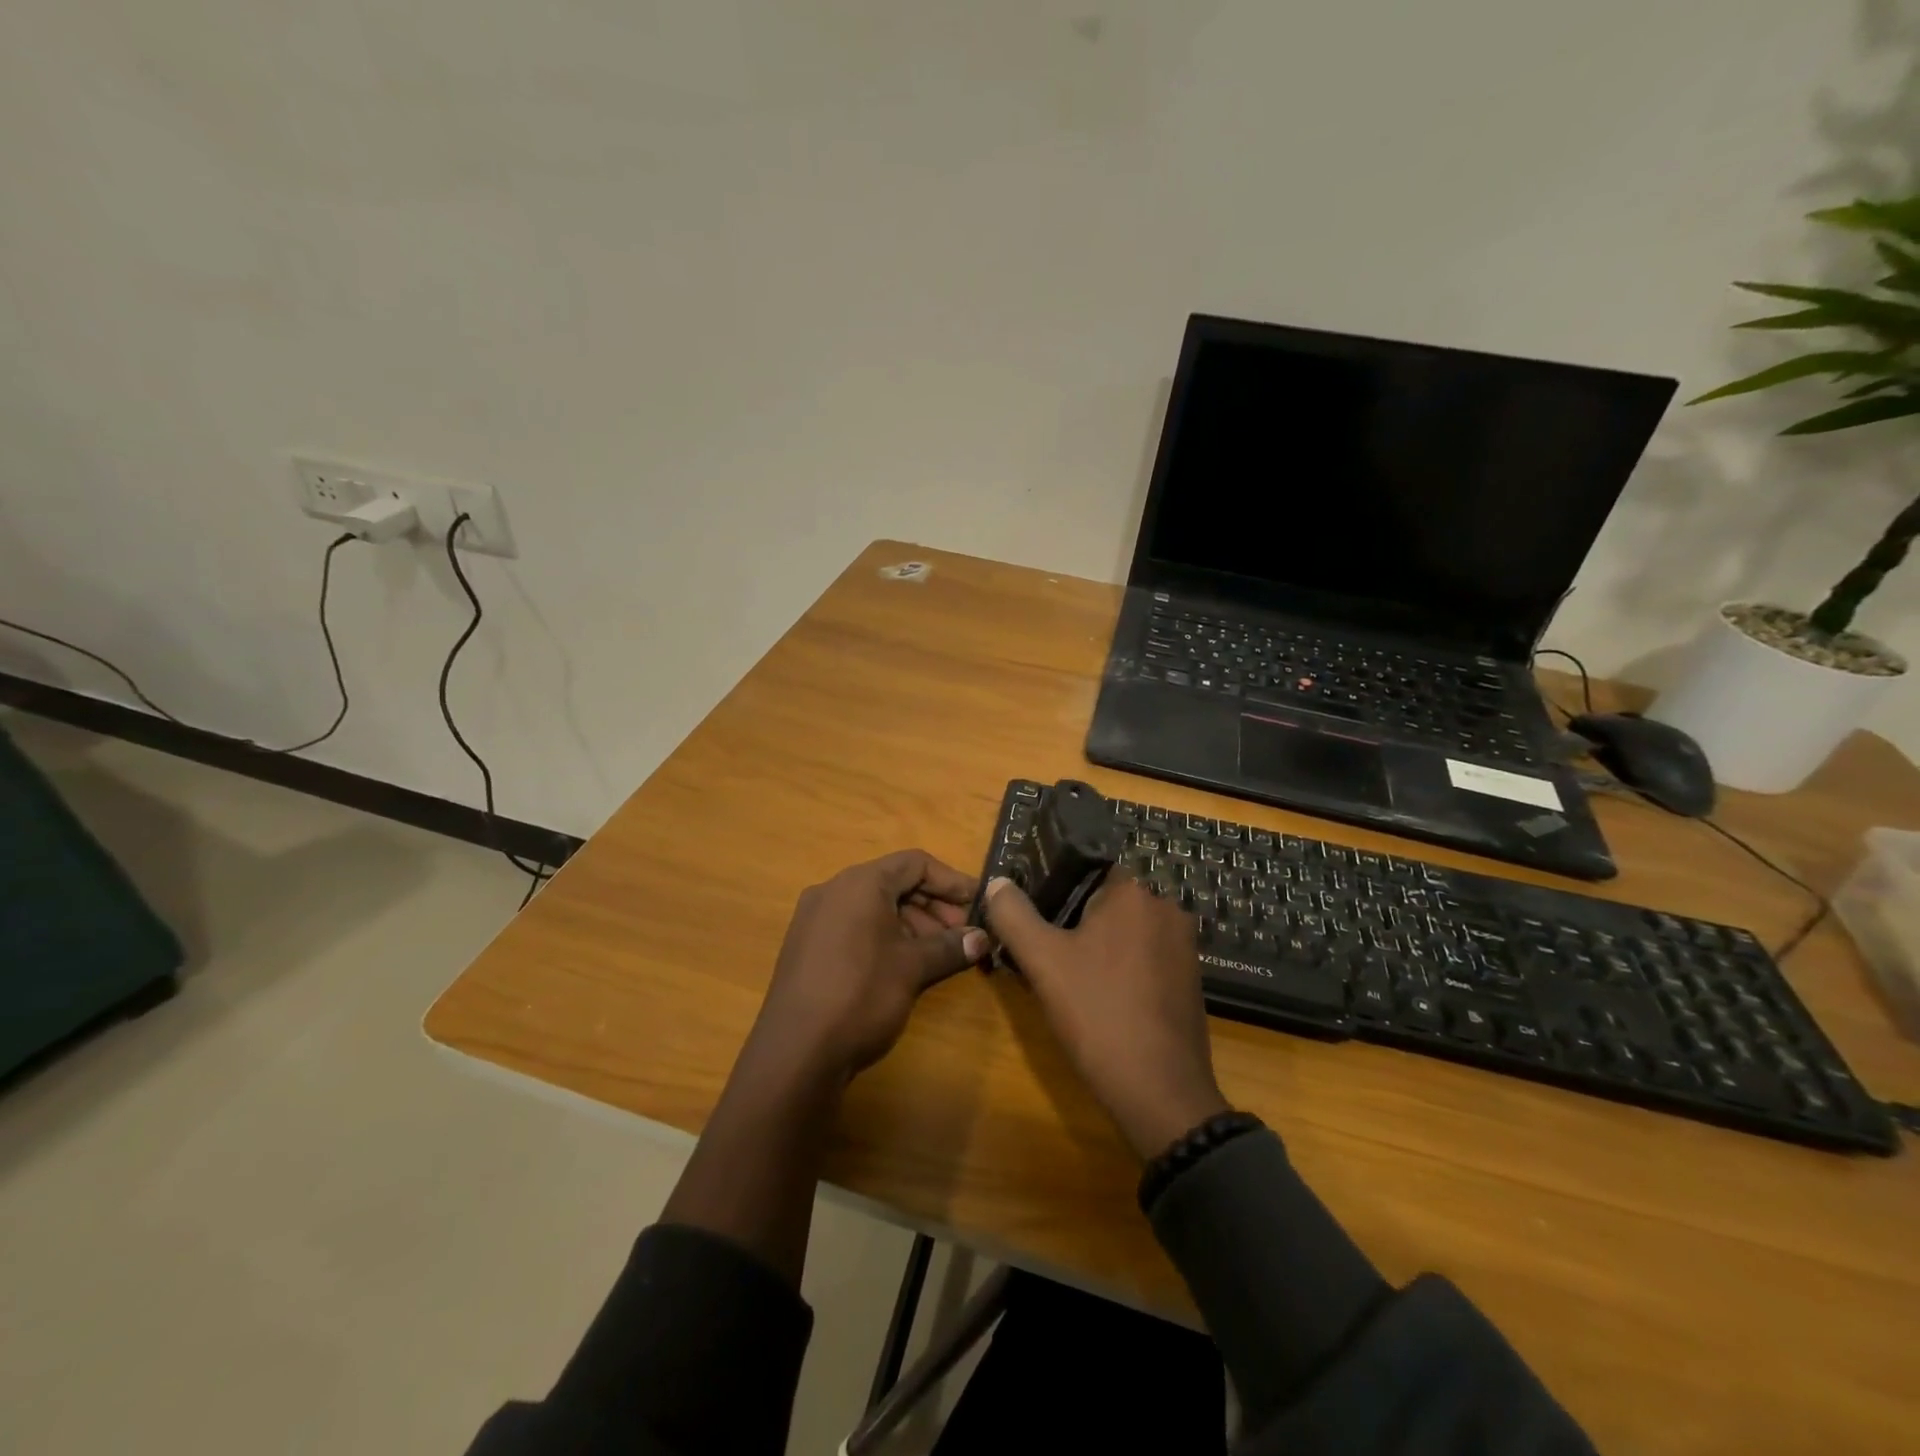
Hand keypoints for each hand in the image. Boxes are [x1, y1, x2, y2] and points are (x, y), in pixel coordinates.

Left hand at [744, 850, 986, 1084]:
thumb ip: (950, 947)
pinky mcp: (806, 946)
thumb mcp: (913, 968)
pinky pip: (853, 926)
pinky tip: (902, 966)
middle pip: (893, 883)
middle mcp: (833, 890)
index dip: (951, 881)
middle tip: (961, 935)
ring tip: (937, 955)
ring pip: (874, 907)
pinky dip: (884, 936)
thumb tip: (982, 939)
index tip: (977, 904)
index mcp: (860, 883)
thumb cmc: (861, 995)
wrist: (795, 1053)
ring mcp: (814, 918)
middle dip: (933, 906)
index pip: (915, 863)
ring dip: (911, 924)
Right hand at [983, 871, 1228, 1159]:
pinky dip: (1120, 967)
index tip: (1032, 916)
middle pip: (1105, 900)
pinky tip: (1099, 997)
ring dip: (1096, 946)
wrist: (1160, 1091)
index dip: (1054, 888)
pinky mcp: (1189, 977)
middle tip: (1043, 951)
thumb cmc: (1098, 1013)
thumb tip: (997, 882)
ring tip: (1066, 977)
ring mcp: (1183, 944)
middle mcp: (1166, 907)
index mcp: (1134, 891)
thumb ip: (1013, 914)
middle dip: (1073, 920)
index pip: (1086, 868)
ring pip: (1124, 931)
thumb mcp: (1042, 961)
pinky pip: (1144, 956)